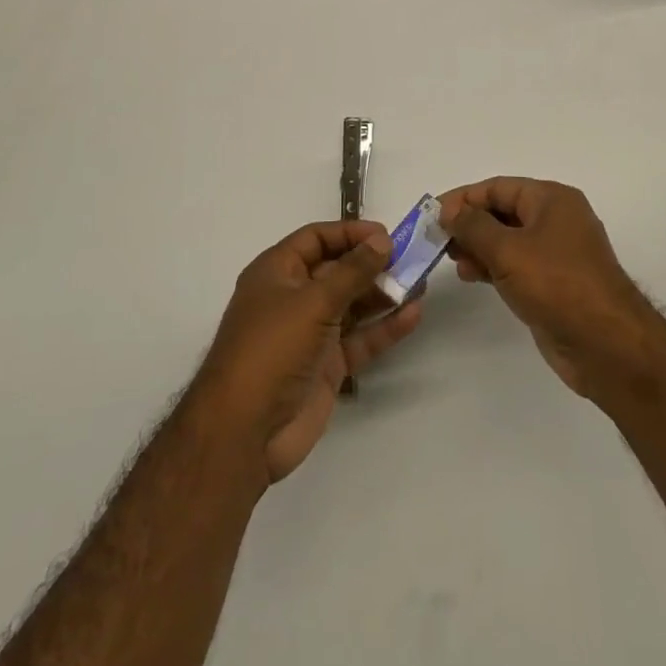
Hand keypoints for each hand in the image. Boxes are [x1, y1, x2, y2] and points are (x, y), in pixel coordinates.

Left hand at [192, 220, 423, 483]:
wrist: (245, 432)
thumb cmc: (272, 349)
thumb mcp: (313, 302)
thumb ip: (352, 271)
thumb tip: (383, 240)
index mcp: (277, 272)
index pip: (316, 239)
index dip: (350, 233)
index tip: (386, 235)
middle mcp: (294, 298)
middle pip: (338, 270)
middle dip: (372, 263)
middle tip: (412, 258)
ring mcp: (311, 333)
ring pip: (353, 305)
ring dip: (383, 293)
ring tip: (420, 282)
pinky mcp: (327, 365)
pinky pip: (360, 338)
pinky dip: (385, 327)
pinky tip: (413, 315)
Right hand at [439, 178, 655, 402]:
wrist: (607, 346)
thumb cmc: (557, 285)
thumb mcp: (507, 249)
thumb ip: (473, 226)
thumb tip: (451, 211)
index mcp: (551, 199)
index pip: (497, 187)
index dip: (463, 198)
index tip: (432, 215)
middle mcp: (556, 219)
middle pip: (502, 211)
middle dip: (469, 223)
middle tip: (437, 240)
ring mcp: (556, 253)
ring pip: (507, 240)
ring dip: (478, 247)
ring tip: (452, 260)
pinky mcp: (554, 283)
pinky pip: (516, 265)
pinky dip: (492, 266)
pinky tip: (471, 276)